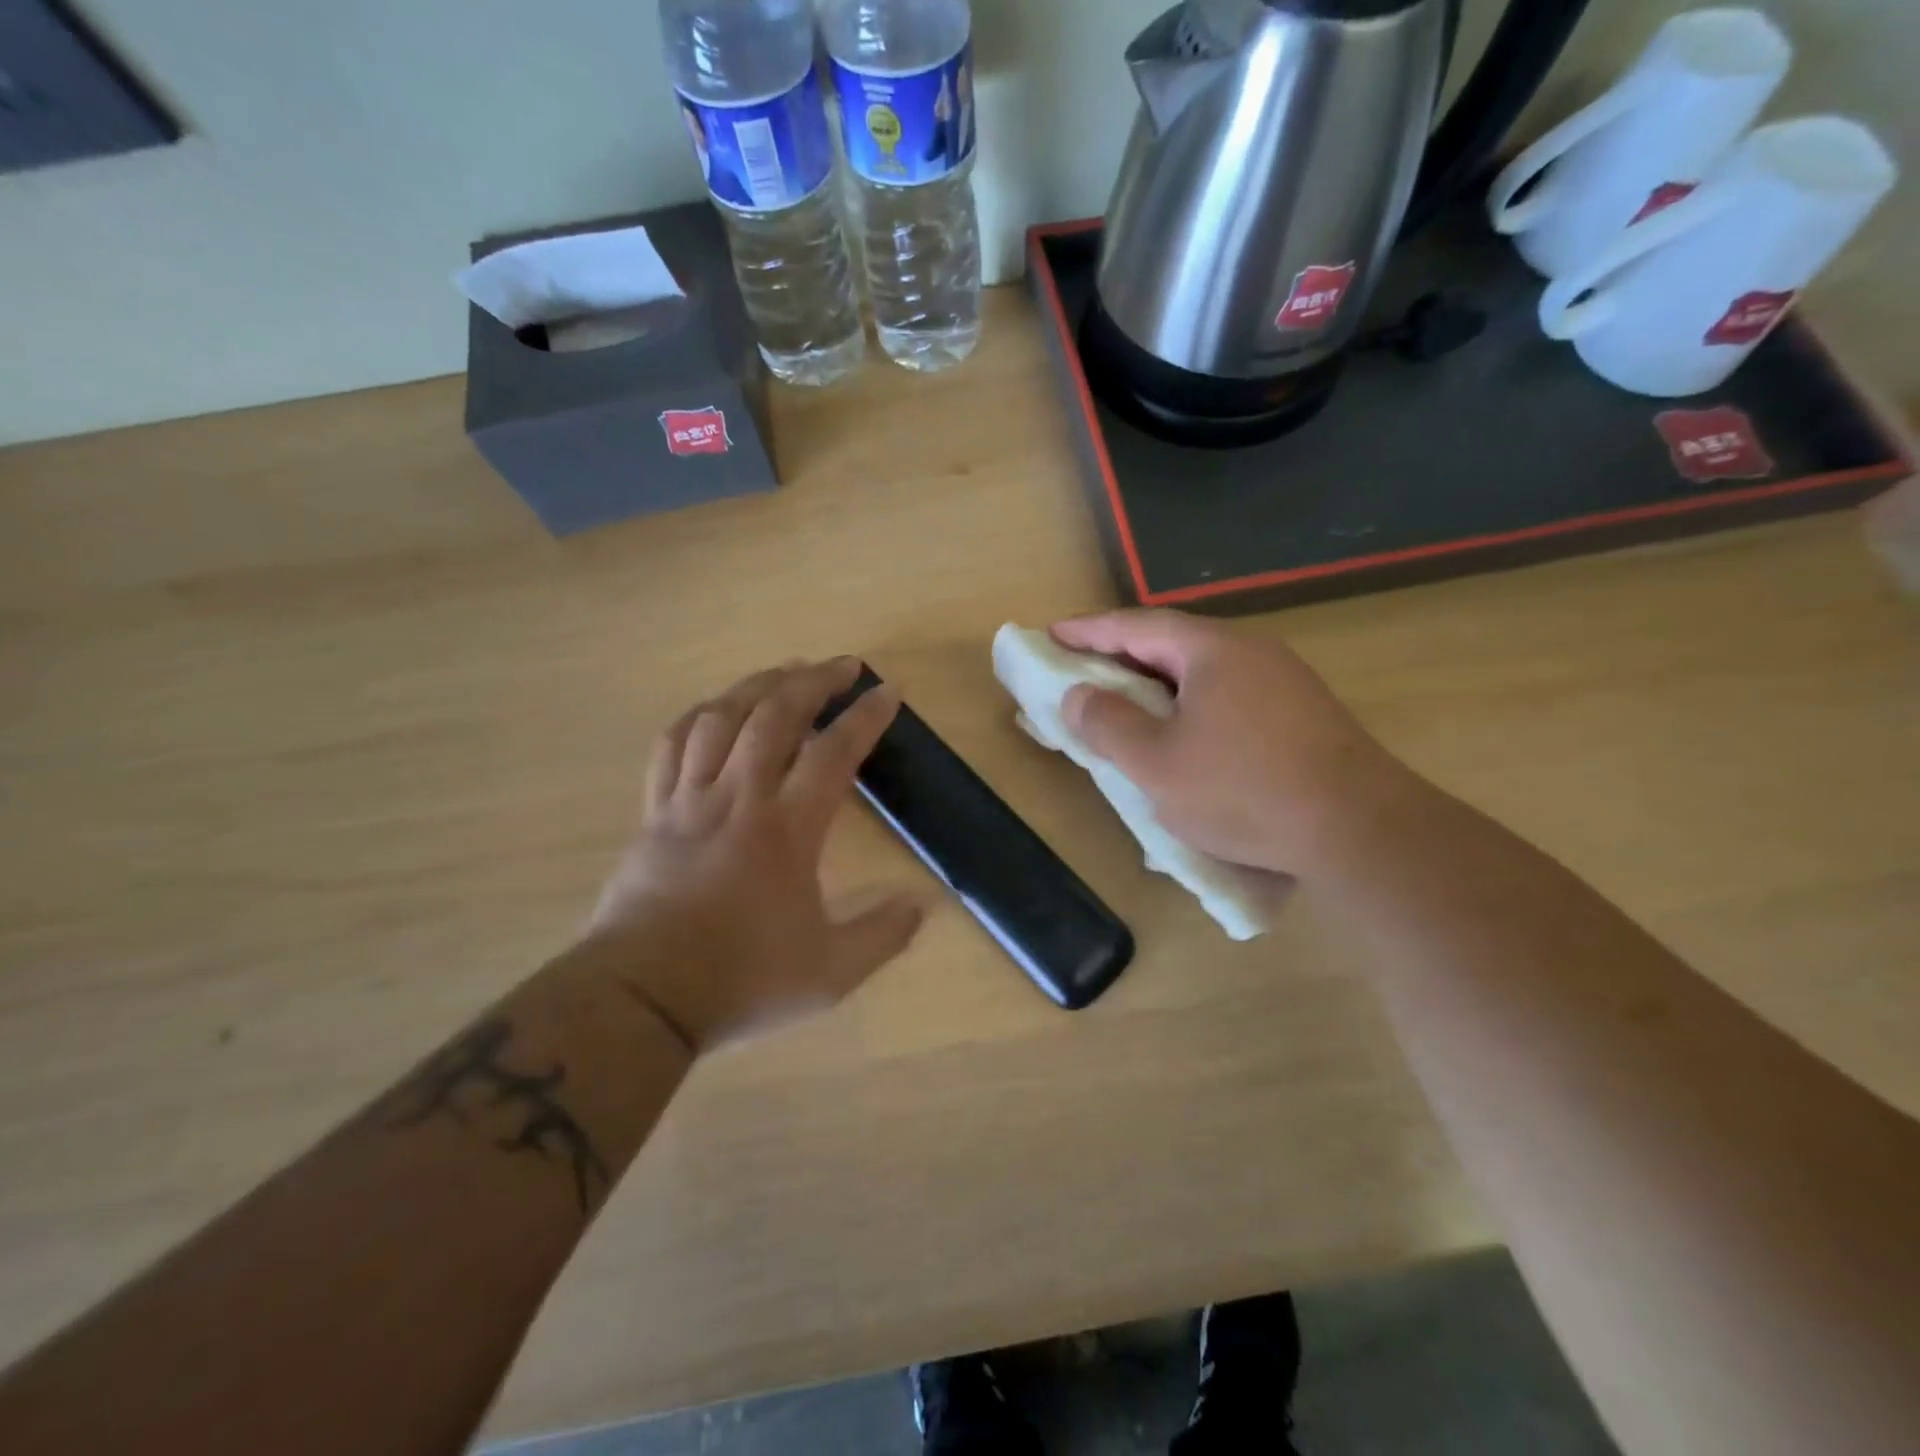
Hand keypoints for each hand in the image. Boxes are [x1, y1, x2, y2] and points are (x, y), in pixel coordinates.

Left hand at [588, 659, 922, 1050]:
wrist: (641, 998)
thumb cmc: (741, 980)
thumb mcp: (829, 973)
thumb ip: (881, 936)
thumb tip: (922, 905)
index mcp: (786, 830)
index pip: (833, 753)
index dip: (865, 717)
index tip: (889, 692)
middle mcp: (739, 798)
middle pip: (775, 716)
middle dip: (814, 681)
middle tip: (842, 666)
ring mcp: (690, 801)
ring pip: (721, 718)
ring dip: (758, 685)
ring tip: (785, 672)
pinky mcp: (654, 813)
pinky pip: (672, 745)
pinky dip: (699, 716)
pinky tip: (715, 709)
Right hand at [1053, 611, 1422, 880]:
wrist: (1360, 830)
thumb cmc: (1243, 790)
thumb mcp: (1156, 763)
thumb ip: (1107, 724)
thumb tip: (1076, 695)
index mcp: (1212, 650)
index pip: (1136, 625)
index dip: (1088, 630)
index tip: (1050, 635)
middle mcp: (1250, 651)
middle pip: (1170, 643)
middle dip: (1120, 657)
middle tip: (1080, 671)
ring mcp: (1283, 681)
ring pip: (1201, 672)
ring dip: (1156, 685)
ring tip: (1124, 707)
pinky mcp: (1301, 715)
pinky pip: (1227, 697)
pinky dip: (1189, 707)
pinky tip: (1183, 738)